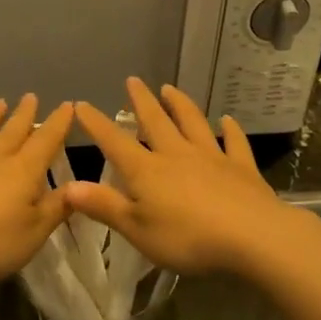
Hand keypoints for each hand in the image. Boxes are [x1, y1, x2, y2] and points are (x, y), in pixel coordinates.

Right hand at [64, 80, 300, 275]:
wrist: (252, 237)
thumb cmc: (187, 238)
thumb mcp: (137, 229)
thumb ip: (104, 206)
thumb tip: (68, 186)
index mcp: (147, 171)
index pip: (115, 142)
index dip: (96, 124)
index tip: (81, 104)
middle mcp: (177, 155)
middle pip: (156, 122)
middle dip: (141, 101)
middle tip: (133, 81)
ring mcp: (212, 158)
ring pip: (192, 124)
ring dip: (180, 105)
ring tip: (170, 89)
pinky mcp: (241, 169)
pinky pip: (234, 143)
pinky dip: (230, 130)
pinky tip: (227, 121)